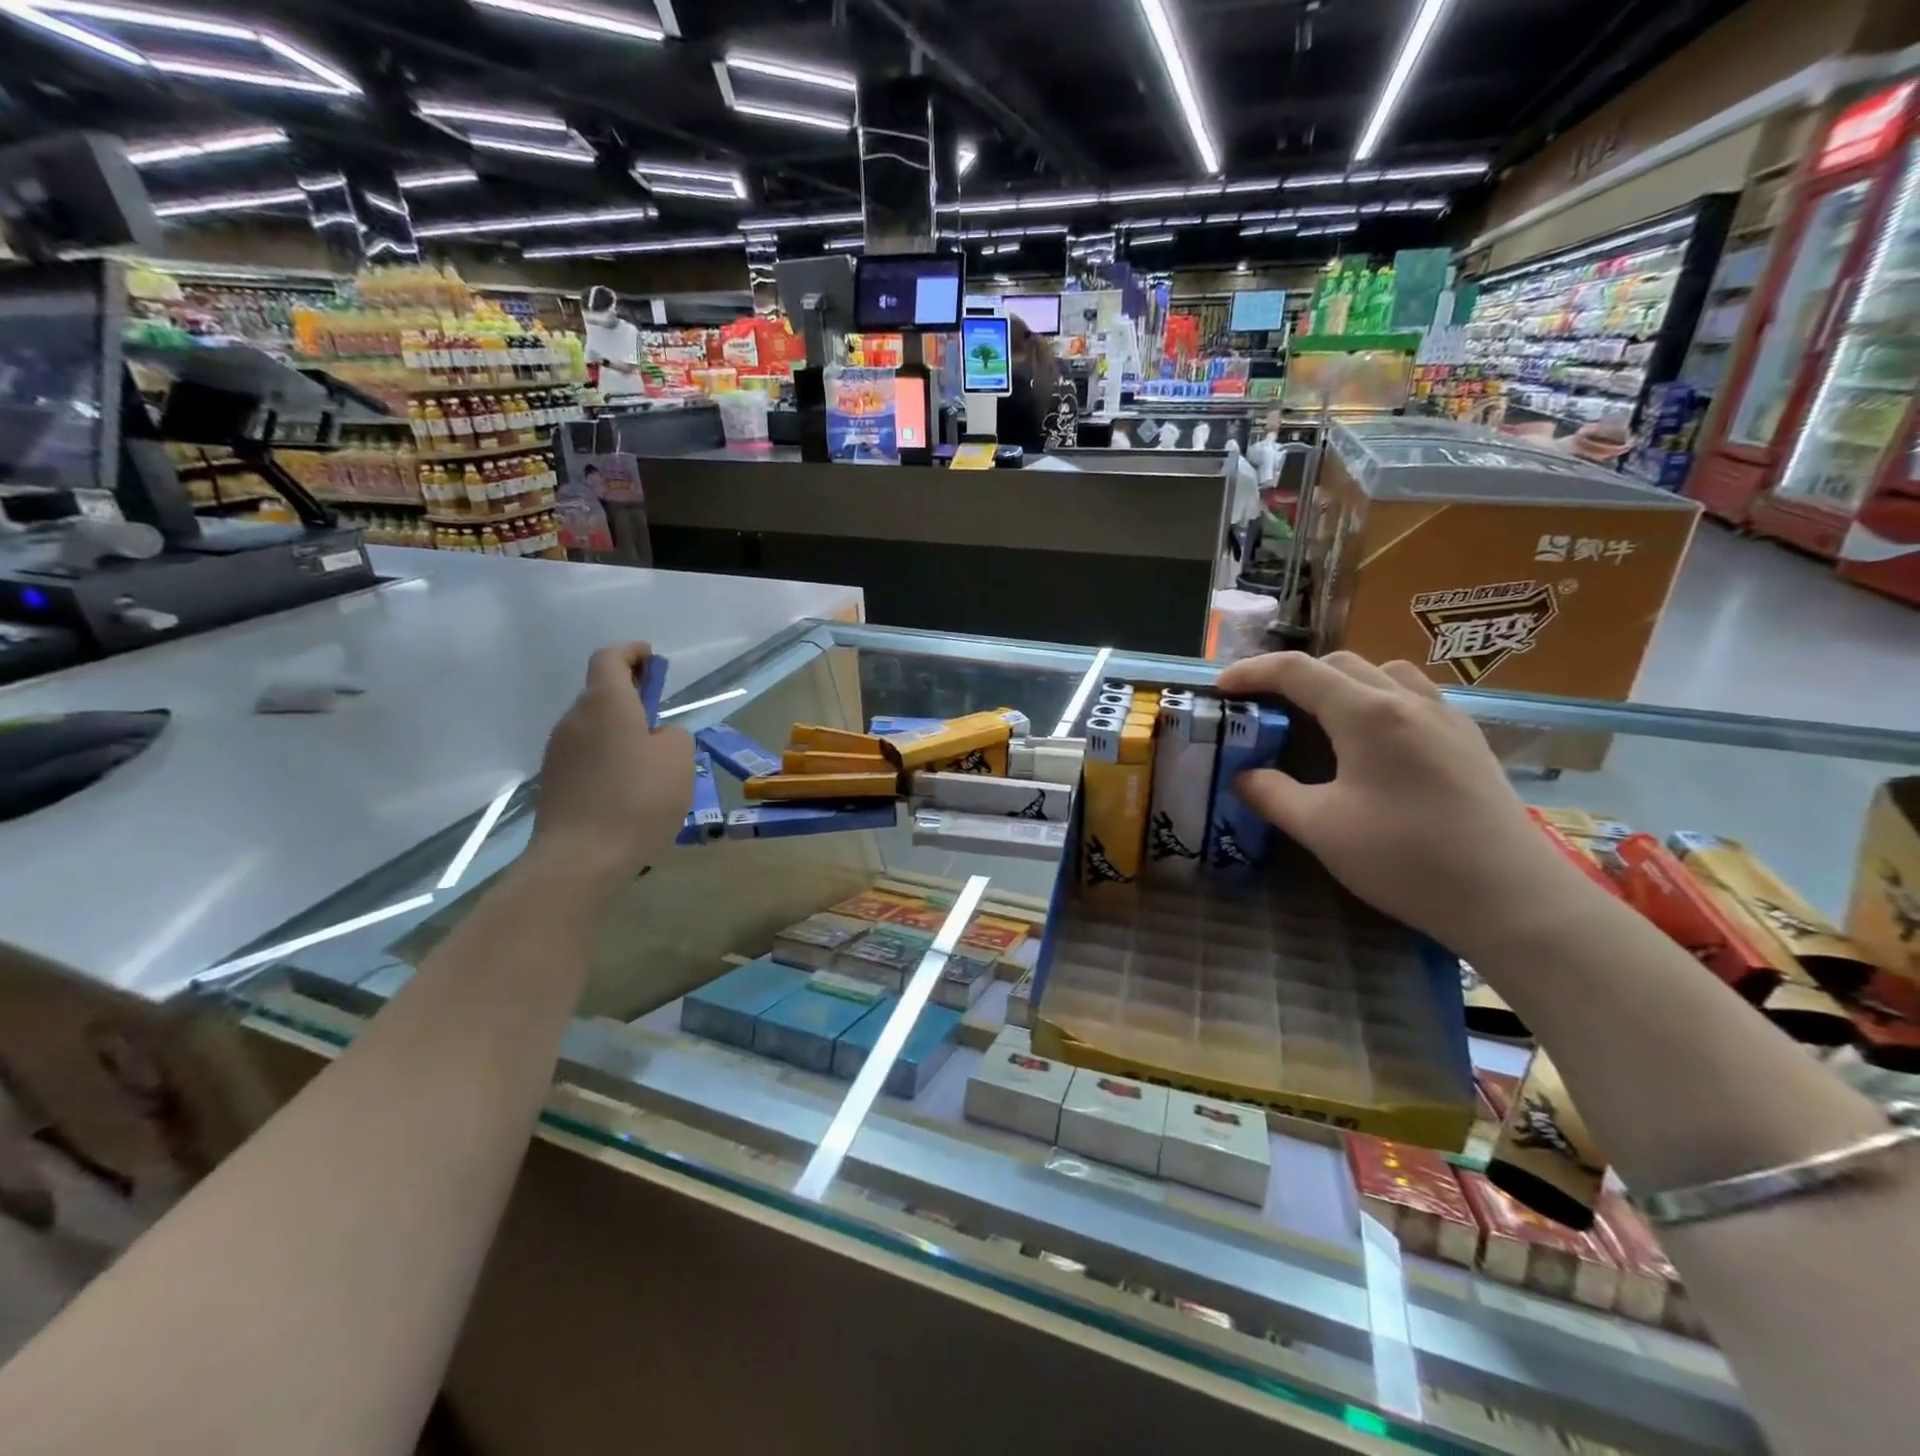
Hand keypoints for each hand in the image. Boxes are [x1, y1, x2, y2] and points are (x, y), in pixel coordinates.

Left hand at [530, 643, 693, 887]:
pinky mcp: (555, 782)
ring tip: (650, 758)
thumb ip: (673, 735)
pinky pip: (587, 755)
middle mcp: (575, 719)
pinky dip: (609, 756)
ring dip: (620, 729)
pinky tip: (629, 787)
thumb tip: (657, 735)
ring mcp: (559, 752)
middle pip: (601, 692)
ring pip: (594, 726)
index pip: (610, 658)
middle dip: (630, 694)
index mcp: (606, 704)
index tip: (652, 658)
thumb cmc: (638, 799)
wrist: (581, 858)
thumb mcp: (678, 759)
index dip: (632, 653)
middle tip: (660, 713)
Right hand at [1213, 651, 1593, 954]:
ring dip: (1341, 683)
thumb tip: (1242, 776)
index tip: (1220, 689)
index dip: (1252, 673)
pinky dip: (1378, 701)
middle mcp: (1408, 701)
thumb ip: (1271, 794)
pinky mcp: (1468, 742)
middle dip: (1293, 677)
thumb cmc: (1407, 859)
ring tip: (1319, 719)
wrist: (1512, 899)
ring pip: (1383, 674)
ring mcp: (1446, 718)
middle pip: (1340, 664)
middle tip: (1265, 709)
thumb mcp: (1320, 829)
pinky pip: (1414, 697)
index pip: (1298, 671)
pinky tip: (1373, 744)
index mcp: (1368, 714)